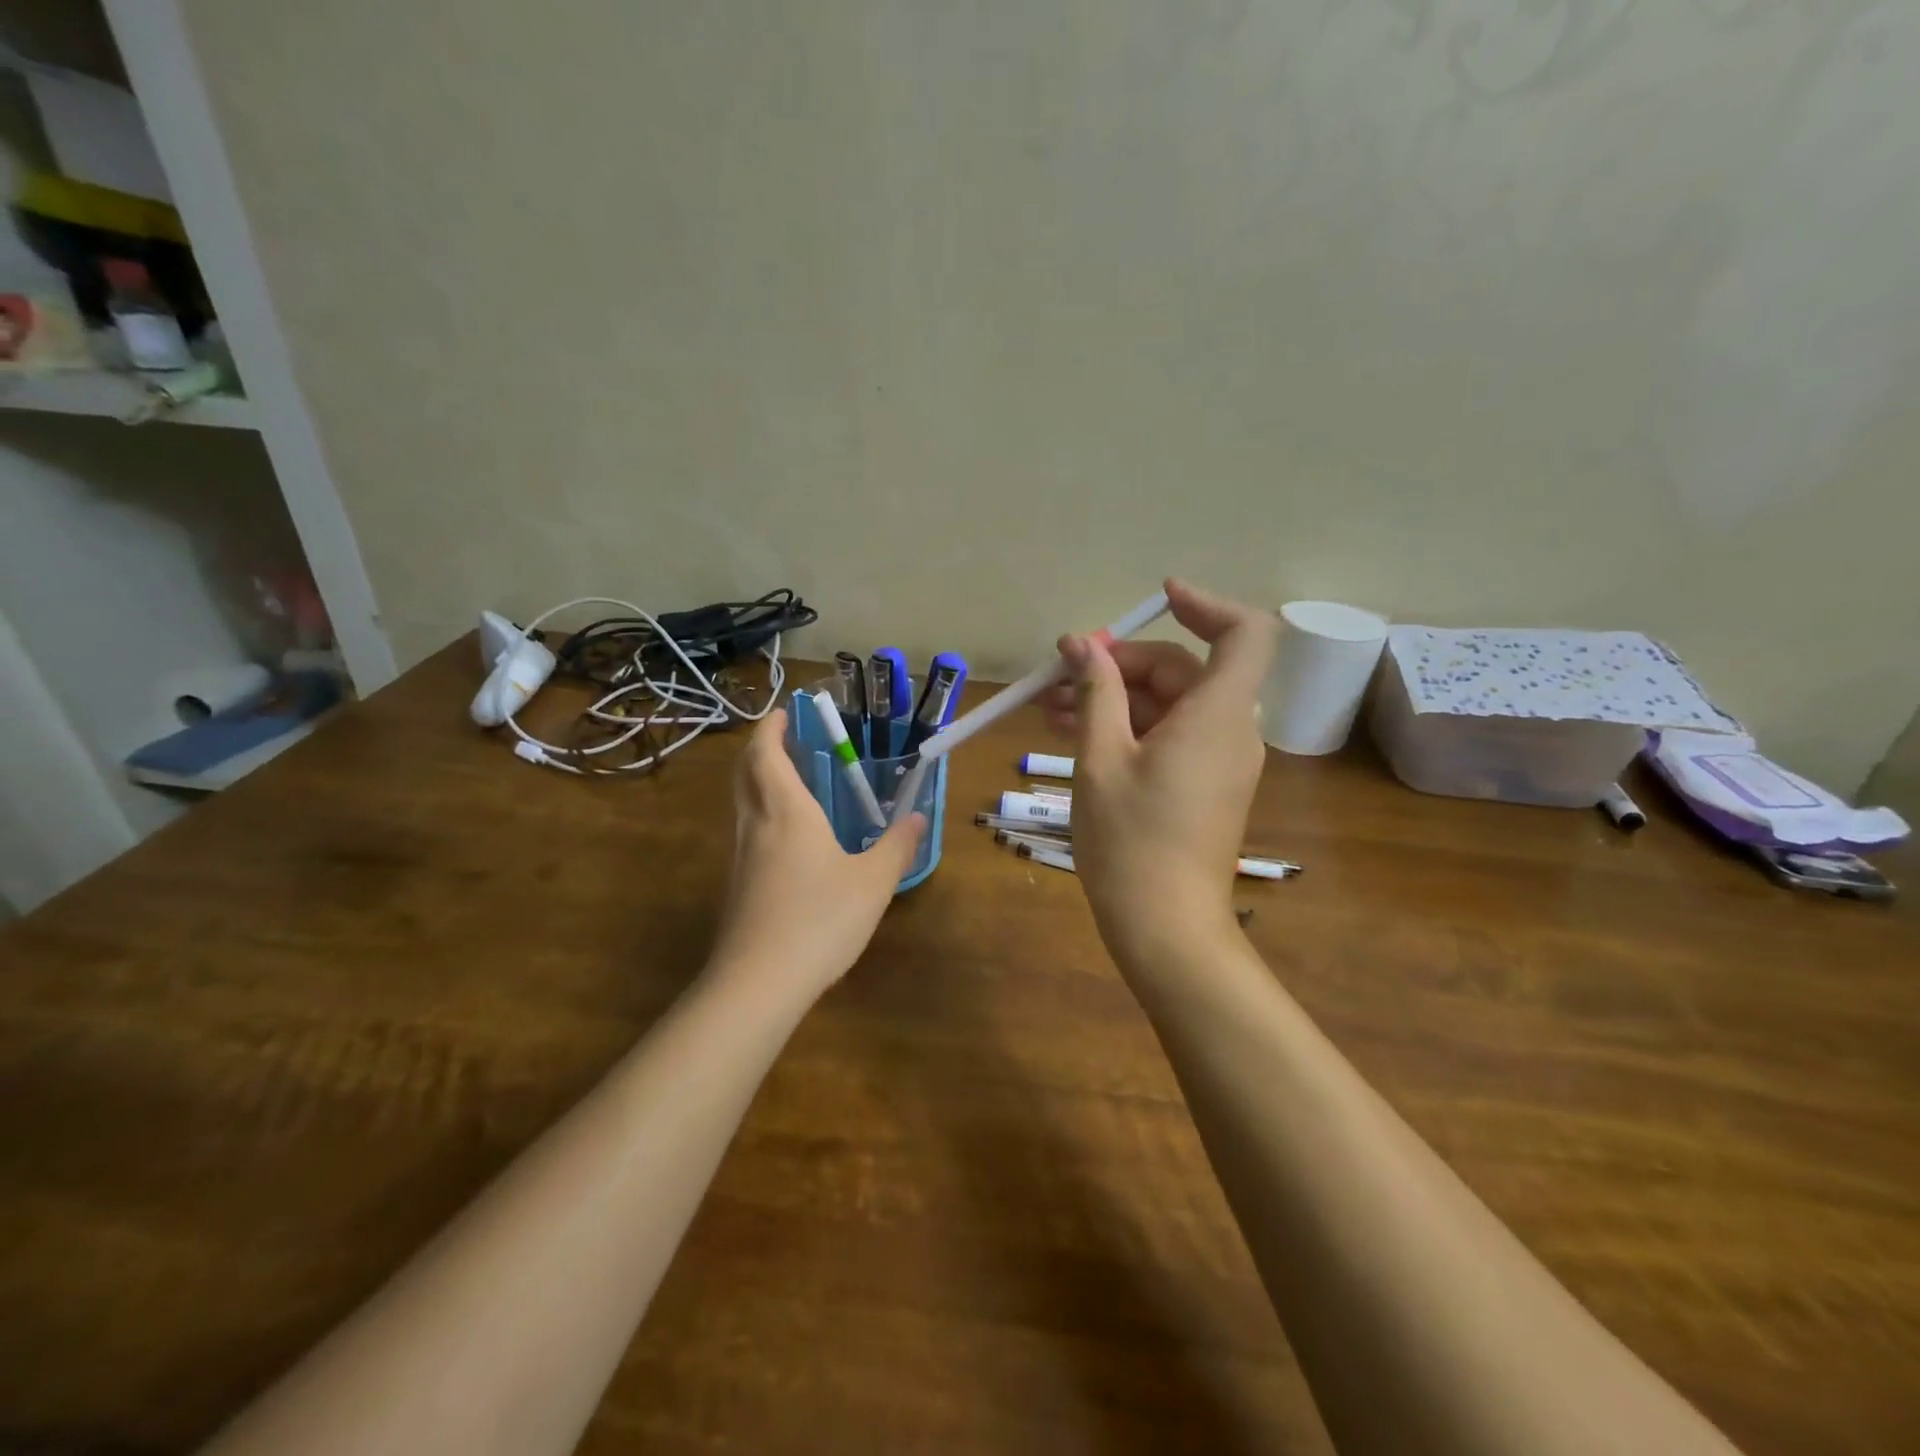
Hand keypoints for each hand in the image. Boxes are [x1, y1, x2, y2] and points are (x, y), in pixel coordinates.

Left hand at [708, 709, 925, 999]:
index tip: (786, 712)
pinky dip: (763, 815)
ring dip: (760, 782)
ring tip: (796, 783)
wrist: (758, 983)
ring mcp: (740, 857)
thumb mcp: (873, 882)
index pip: (766, 753)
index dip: (771, 727)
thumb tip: (918, 817)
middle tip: (790, 740)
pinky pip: (747, 833)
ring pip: (743, 803)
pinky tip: (792, 840)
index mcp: (786, 811)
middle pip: (745, 772)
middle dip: (762, 748)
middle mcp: (755, 825)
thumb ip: (897, 846)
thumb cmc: (820, 919)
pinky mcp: (738, 887)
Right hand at [1049, 579, 1276, 969]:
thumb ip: (1095, 692)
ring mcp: (1219, 761)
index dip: (1204, 605)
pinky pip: (1169, 737)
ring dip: (1113, 699)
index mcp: (1216, 715)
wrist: (1164, 927)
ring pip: (1168, 706)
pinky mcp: (1204, 786)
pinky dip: (1127, 728)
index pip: (1243, 633)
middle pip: (1183, 670)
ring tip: (1049, 709)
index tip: (1156, 600)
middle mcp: (1230, 731)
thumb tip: (1081, 644)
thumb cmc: (1130, 839)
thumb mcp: (1100, 757)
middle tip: (1059, 675)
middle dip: (1118, 665)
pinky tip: (1074, 735)